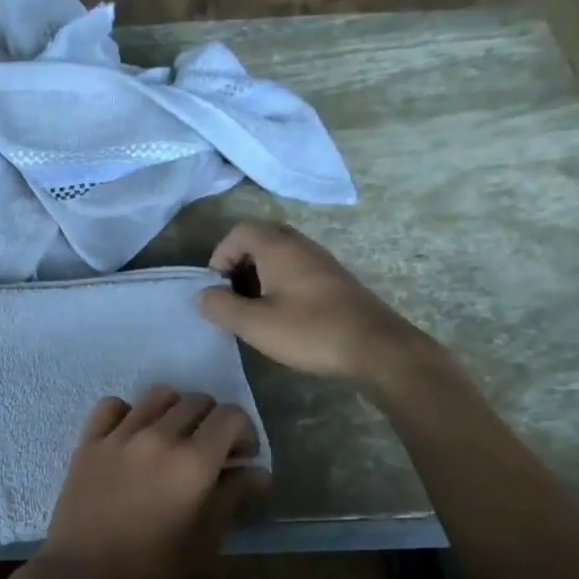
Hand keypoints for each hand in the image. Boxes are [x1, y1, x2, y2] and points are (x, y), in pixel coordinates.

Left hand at [34, 387, 268, 578]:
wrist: (83, 578)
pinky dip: (128, 412)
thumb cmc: (151, 568)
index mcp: (192, 462)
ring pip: (158, 395)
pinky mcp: (88, 441)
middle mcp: (157, 437)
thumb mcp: (205, 540)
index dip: (244, 432)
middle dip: (213, 421)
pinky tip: (131, 435)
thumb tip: (259, 472)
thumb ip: (234, 498)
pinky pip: (112, 405)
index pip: (230, 416)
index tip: (241, 458)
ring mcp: (119, 435)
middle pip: (197, 401)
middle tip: (210, 452)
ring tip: (173, 439)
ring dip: (175, 410)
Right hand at [196, 221, 432, 382]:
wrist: (376, 347)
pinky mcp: (334, 280)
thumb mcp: (255, 324)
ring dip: (258, 277)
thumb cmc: (310, 331)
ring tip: (253, 311)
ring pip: (279, 256)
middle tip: (231, 297)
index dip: (220, 255)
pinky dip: (279, 285)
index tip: (217, 288)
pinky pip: (296, 270)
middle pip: (259, 239)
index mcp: (279, 247)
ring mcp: (321, 261)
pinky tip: (281, 316)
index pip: (239, 231)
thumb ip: (221, 307)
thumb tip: (202, 295)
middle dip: (238, 265)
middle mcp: (301, 245)